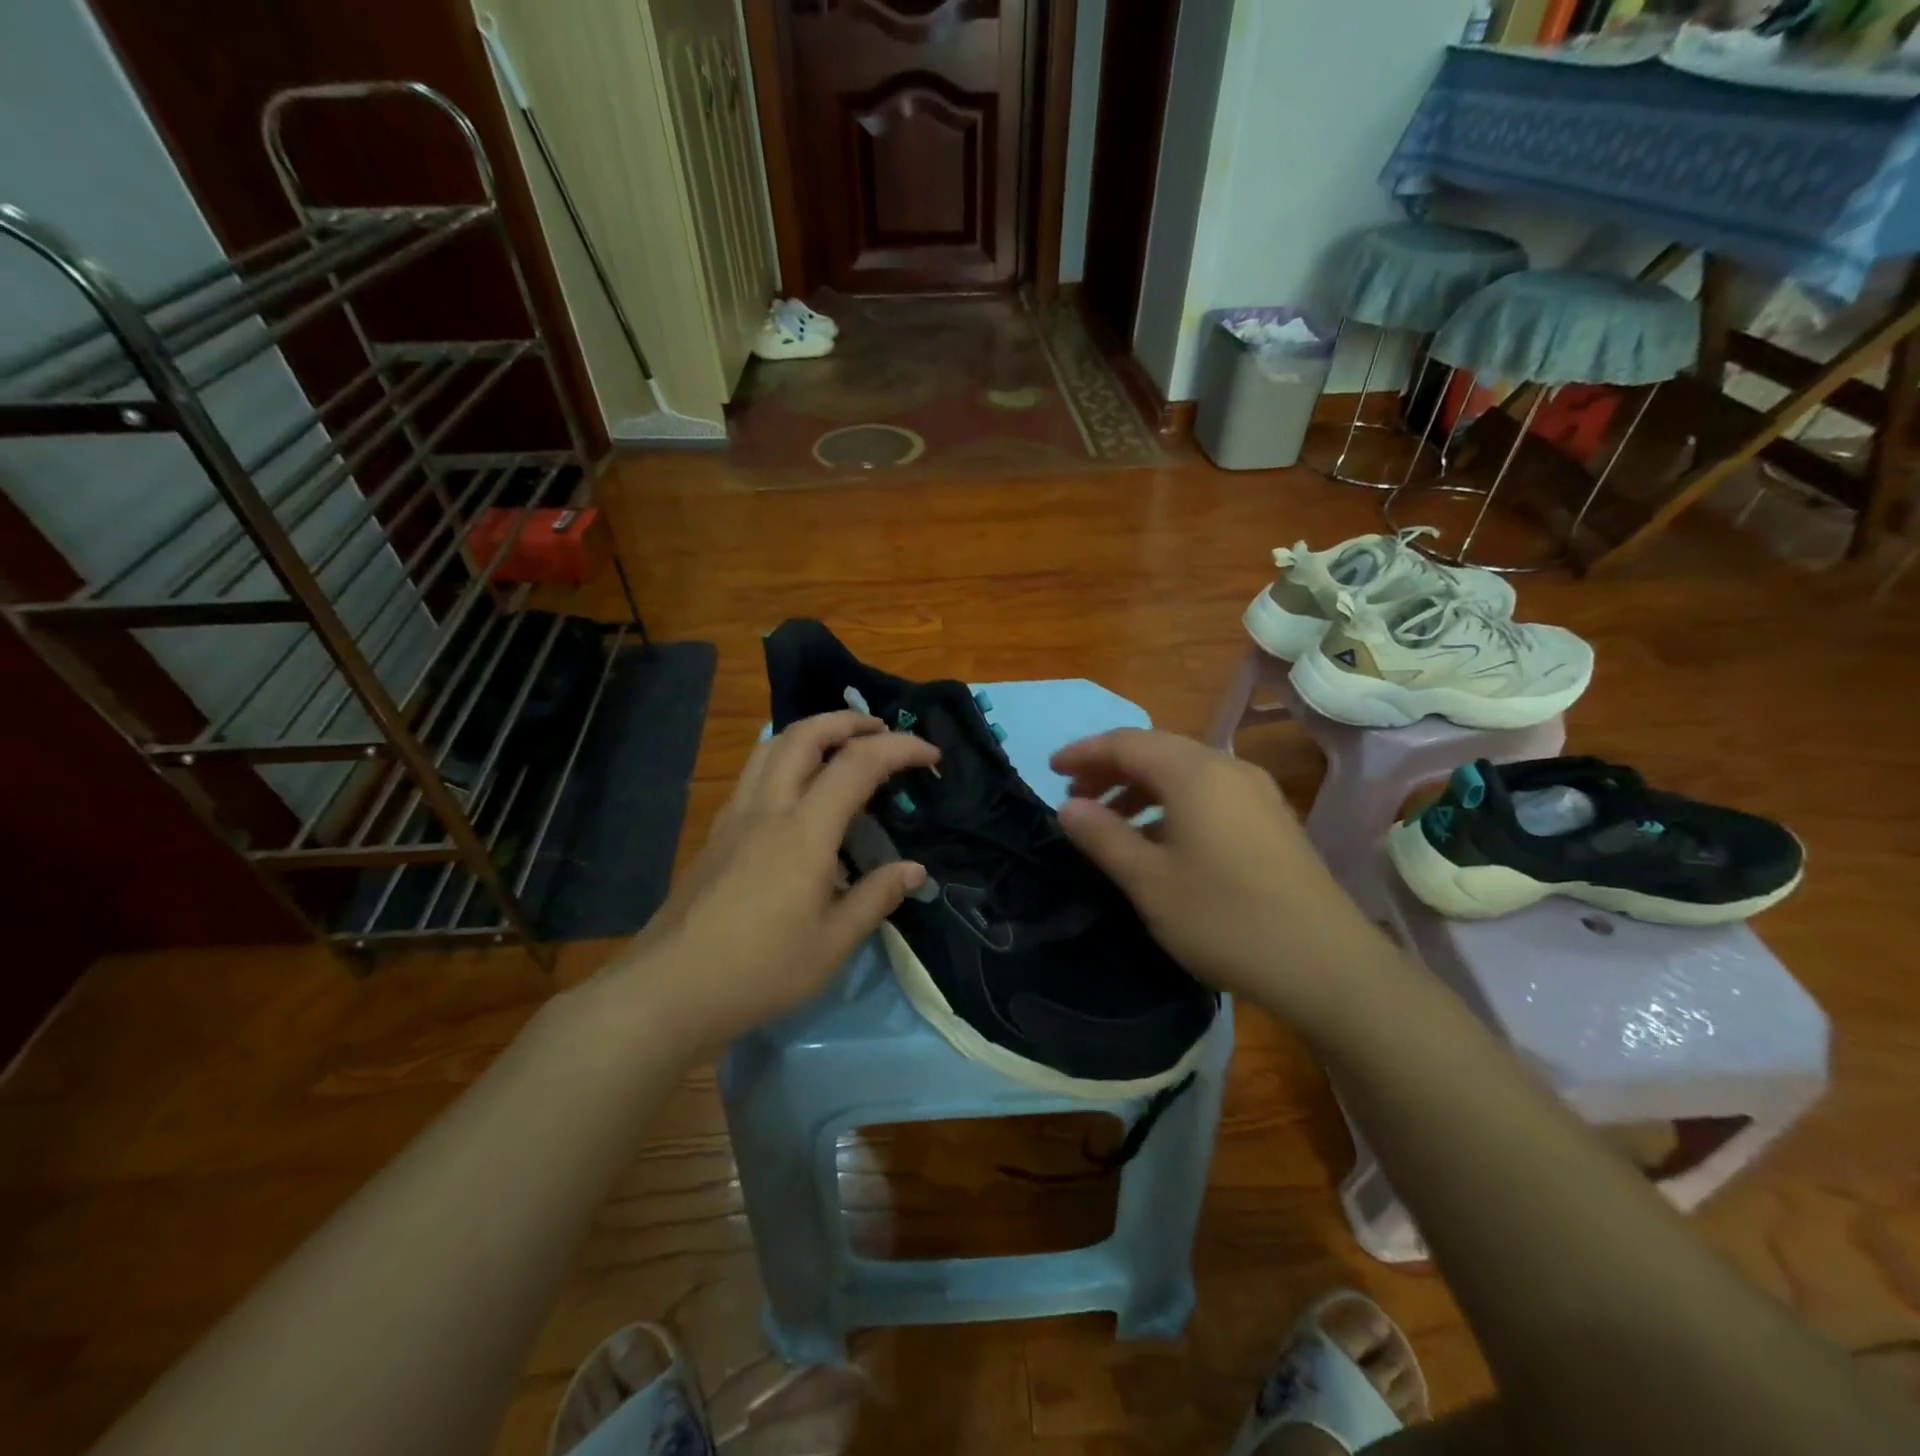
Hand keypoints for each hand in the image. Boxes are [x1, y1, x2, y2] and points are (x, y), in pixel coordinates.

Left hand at [602, 711, 939, 1048]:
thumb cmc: (759, 969)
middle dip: (849, 721)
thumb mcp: (832, 942)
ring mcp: (735, 816)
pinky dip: (786, 757)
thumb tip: (914, 869)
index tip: (931, 756)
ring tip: (841, 745)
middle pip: (805, 735)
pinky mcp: (717, 833)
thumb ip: (876, 897)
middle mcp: (767, 808)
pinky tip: (797, 789)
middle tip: (882, 730)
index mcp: (804, 831)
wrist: (669, 989)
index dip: (899, 749)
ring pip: (772, 746)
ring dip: (812, 731)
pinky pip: (755, 772)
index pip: (858, 764)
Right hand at [1051, 729, 1381, 1015]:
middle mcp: (1227, 768)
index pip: (1126, 743)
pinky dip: (1172, 803)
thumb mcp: (1149, 882)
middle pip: (1157, 750)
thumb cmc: (1225, 919)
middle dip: (1110, 768)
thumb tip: (1068, 806)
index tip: (1049, 770)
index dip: (1084, 752)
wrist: (1327, 965)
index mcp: (1194, 773)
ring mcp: (1256, 792)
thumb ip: (1103, 836)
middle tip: (1075, 797)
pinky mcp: (1271, 819)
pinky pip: (1208, 792)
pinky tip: (1161, 840)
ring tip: (1110, 820)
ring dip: (1140, 787)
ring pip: (1184, 772)